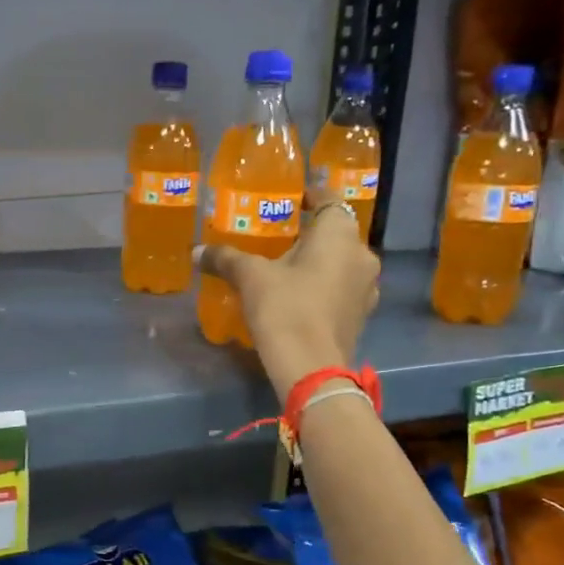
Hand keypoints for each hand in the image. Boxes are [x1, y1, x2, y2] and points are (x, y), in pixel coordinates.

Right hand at [198, 195, 380, 399]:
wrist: (311, 369)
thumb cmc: (285, 309)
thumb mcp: (250, 278)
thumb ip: (225, 258)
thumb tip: (196, 251)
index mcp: (340, 234)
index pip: (328, 199)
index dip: (309, 195)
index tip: (289, 199)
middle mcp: (362, 255)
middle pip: (336, 233)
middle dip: (309, 232)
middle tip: (278, 236)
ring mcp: (366, 288)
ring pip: (341, 262)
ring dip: (319, 261)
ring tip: (287, 268)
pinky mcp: (361, 316)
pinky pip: (341, 288)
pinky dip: (323, 286)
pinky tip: (299, 296)